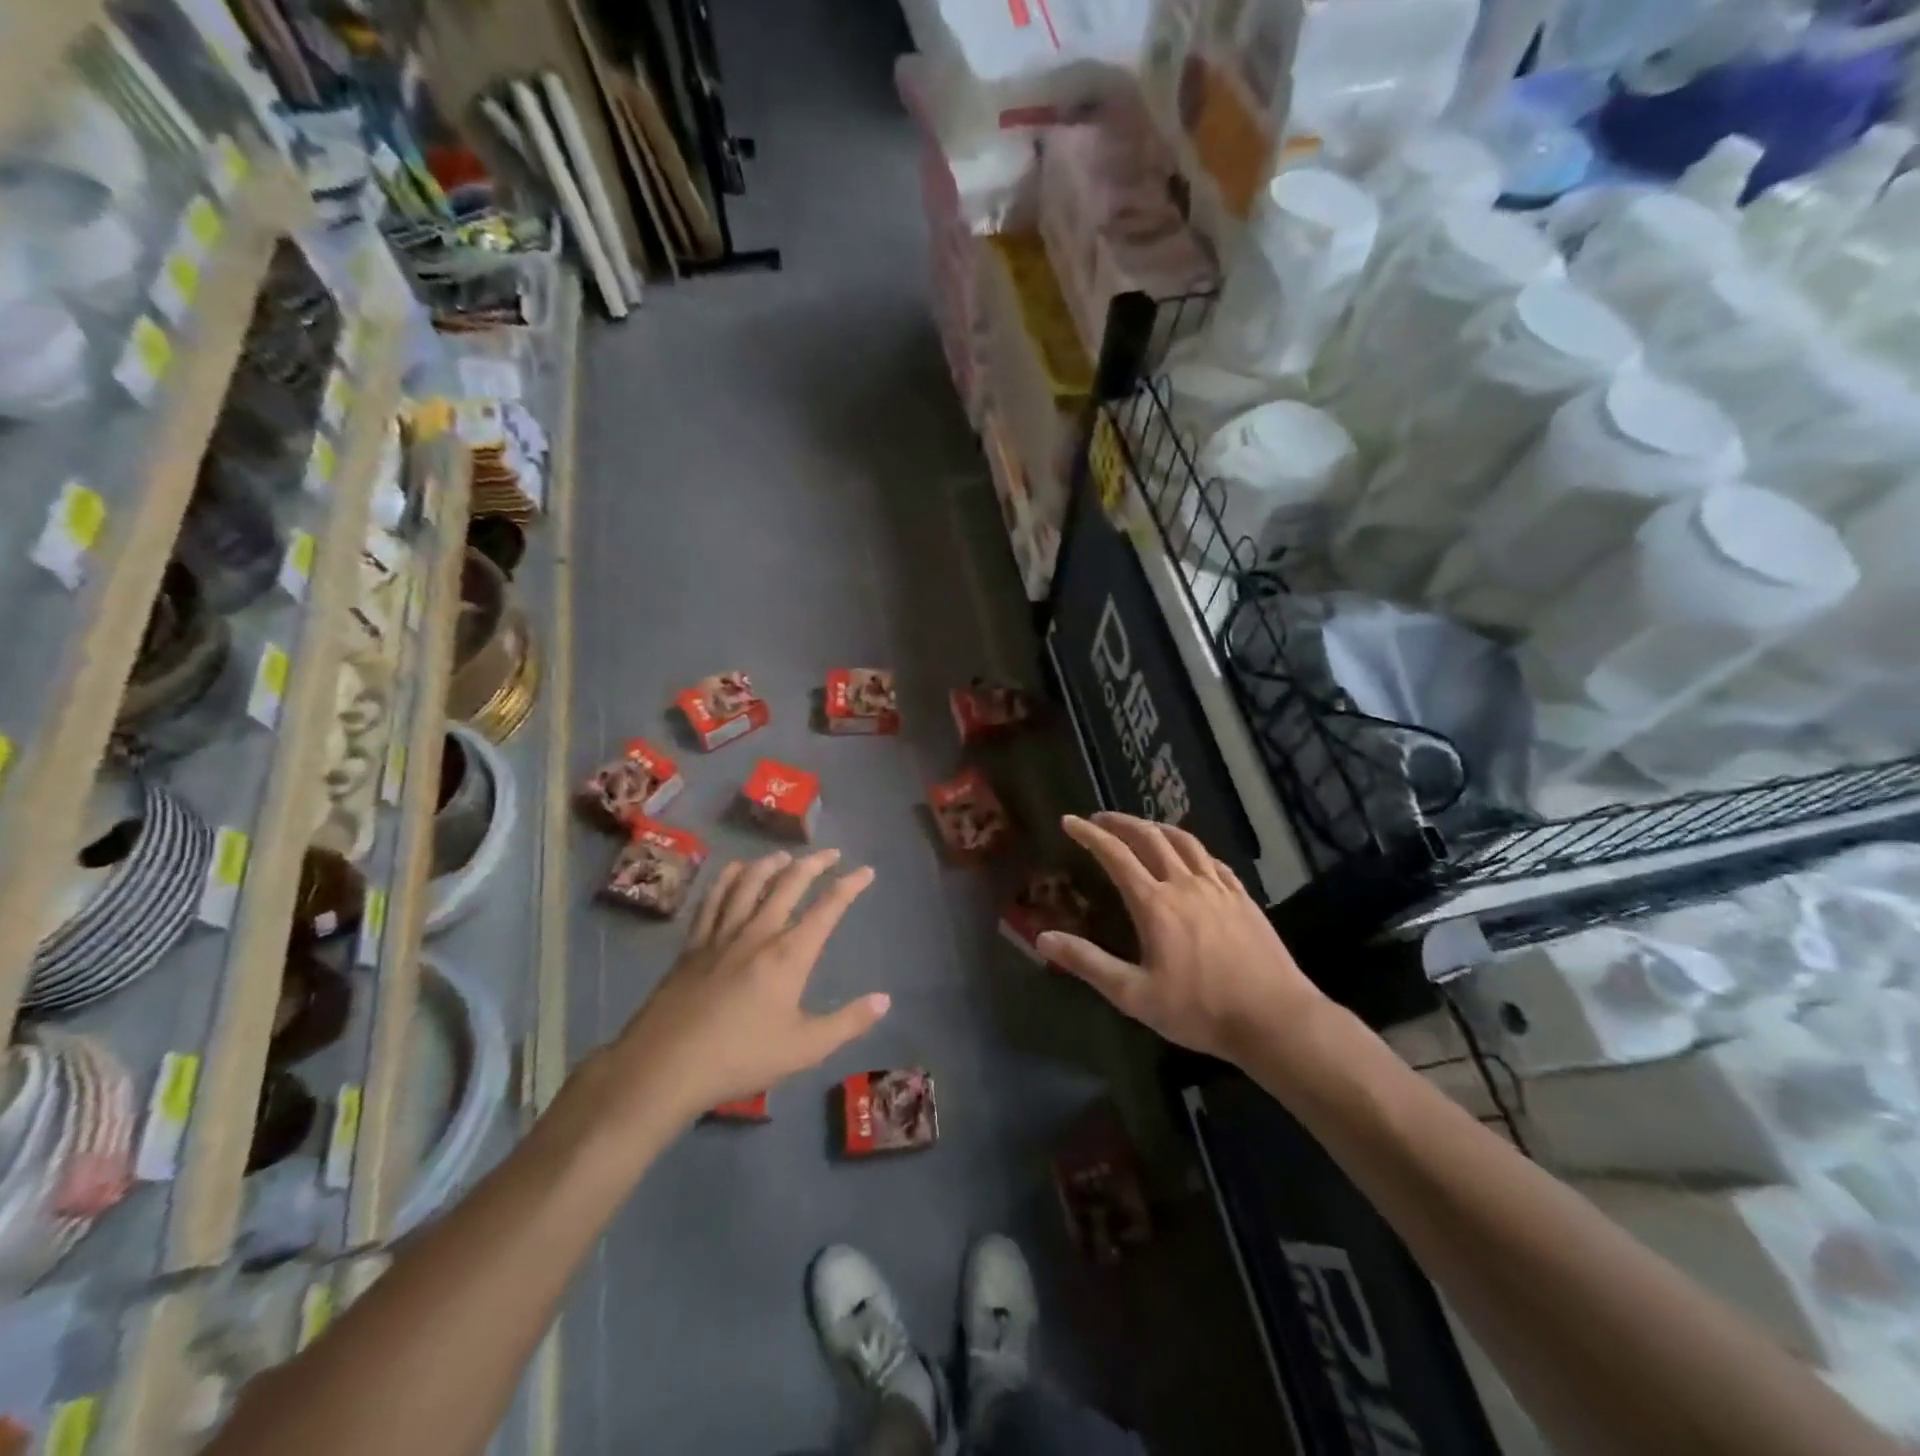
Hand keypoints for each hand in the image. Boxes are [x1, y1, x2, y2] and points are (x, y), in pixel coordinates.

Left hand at [605, 849, 888, 1124]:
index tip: (865, 871)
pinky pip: (713, 898)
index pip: (827, 909)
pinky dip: (728, 878)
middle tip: (831, 853)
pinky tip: (735, 870)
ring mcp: (722, 934)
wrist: (666, 1066)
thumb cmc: (741, 1058)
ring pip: (750, 883)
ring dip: (772, 863)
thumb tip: (884, 999)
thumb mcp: (805, 1048)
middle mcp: (758, 933)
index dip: (850, 886)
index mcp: (789, 955)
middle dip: (814, 863)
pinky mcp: (694, 944)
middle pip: (789, 884)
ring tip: (786, 855)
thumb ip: (848, 1022)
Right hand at [1040, 813, 1324, 1063]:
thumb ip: (1088, 963)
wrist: (1274, 1019)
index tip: (1070, 821)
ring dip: (1156, 827)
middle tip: (1100, 818)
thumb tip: (1043, 938)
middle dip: (1121, 822)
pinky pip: (1213, 860)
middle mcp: (1185, 885)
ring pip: (1184, 842)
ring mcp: (1219, 888)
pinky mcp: (1243, 898)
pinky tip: (1190, 856)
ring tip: (1140, 826)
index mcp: (1155, 904)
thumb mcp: (1134, 995)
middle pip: (1149, 838)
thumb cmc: (1200, 1010)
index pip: (1115, 855)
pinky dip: (1192, 849)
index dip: (1090, 835)